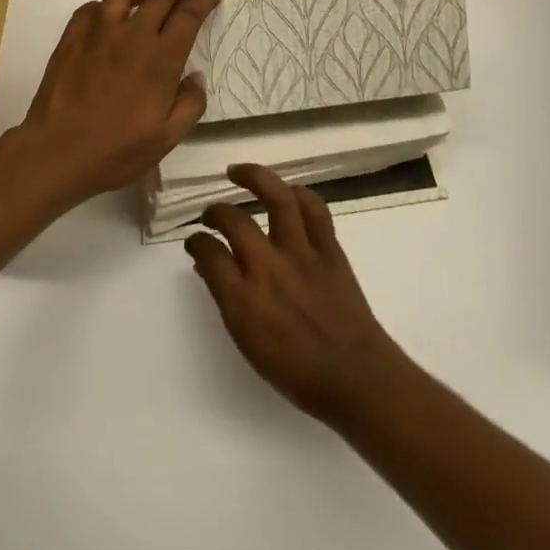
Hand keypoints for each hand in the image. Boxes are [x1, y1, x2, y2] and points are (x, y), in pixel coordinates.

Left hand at [16, 0, 220, 203]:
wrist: (58, 152)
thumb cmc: (117, 150)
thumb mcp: (168, 138)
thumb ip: (190, 104)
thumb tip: (194, 77)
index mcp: (161, 58)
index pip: (188, 13)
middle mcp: (133, 35)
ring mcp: (98, 33)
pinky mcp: (72, 38)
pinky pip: (91, 7)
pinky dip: (106, 6)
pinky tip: (109, 18)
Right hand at [187, 165, 413, 427]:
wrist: (355, 377)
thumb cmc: (297, 372)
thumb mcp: (248, 343)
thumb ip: (227, 299)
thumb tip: (210, 266)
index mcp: (244, 300)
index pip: (209, 254)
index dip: (197, 242)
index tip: (195, 241)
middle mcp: (269, 268)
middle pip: (234, 220)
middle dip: (215, 211)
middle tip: (210, 213)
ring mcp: (302, 254)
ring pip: (277, 198)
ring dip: (254, 178)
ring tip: (238, 171)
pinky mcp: (329, 249)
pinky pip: (313, 209)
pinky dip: (298, 193)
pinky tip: (286, 190)